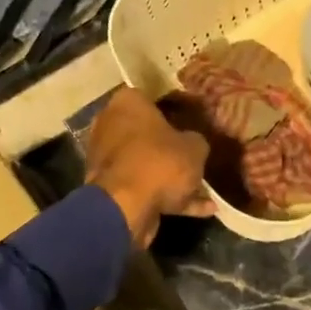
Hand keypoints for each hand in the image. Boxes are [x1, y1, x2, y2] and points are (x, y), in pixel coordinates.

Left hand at [85, 86, 211, 245]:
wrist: (125, 207)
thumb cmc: (160, 162)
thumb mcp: (195, 147)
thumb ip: (195, 140)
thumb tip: (193, 143)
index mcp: (127, 103)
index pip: (152, 98)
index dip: (175, 111)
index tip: (192, 123)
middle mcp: (110, 124)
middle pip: (147, 133)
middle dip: (170, 148)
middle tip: (196, 159)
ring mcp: (106, 157)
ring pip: (145, 163)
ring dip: (171, 177)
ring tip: (204, 191)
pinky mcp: (108, 187)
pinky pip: (143, 187)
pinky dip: (167, 197)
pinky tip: (200, 210)